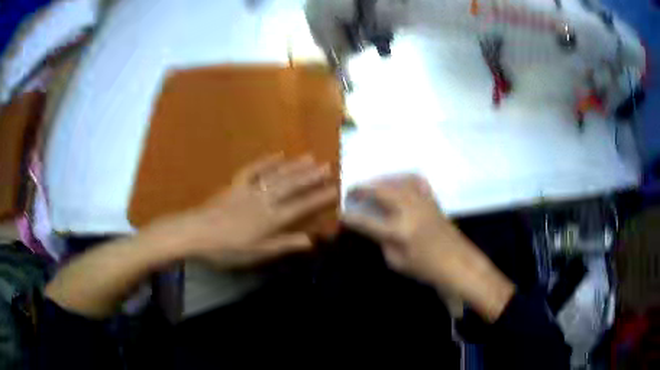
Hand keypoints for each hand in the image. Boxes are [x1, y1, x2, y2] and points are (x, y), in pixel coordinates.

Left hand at [153, 154, 337, 268]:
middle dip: (310, 176)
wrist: (195, 233)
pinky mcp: (236, 185)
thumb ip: (283, 244)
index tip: (334, 189)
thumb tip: (310, 240)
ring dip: (294, 166)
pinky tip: (278, 154)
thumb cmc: (225, 248)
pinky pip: (253, 170)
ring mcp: (249, 190)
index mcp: (269, 219)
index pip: (300, 207)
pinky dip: (266, 161)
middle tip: (327, 166)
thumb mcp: (255, 253)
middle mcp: (263, 200)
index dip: (318, 198)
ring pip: (276, 175)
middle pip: (291, 186)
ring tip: (310, 158)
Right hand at [342, 175, 514, 320]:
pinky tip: (398, 181)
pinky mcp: (432, 200)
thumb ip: (382, 243)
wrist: (457, 263)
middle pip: (381, 191)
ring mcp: (423, 203)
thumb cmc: (426, 268)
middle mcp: (410, 211)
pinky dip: (404, 177)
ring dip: (380, 181)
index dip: (350, 217)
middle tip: (352, 190)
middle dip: (363, 188)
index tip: (340, 213)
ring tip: (370, 185)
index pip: (367, 222)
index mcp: (399, 232)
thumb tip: (374, 227)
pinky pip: (416, 181)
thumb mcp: (397, 262)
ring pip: (397, 182)